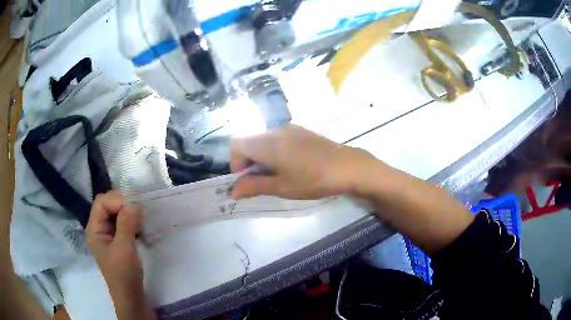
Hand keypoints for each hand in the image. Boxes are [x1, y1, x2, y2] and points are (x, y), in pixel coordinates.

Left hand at [86, 191, 141, 289]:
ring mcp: (108, 235)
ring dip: (129, 212)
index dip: (117, 200)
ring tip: (142, 217)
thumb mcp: (124, 249)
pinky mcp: (118, 241)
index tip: (136, 207)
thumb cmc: (124, 275)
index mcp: (94, 229)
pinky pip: (123, 222)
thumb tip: (136, 202)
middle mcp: (99, 228)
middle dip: (123, 204)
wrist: (131, 298)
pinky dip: (132, 220)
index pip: (101, 203)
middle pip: (108, 205)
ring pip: (116, 213)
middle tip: (140, 210)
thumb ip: (127, 224)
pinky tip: (141, 225)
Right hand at [230, 125, 374, 199]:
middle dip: (248, 162)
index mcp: (267, 144)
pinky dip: (275, 151)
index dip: (235, 163)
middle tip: (261, 181)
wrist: (348, 166)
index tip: (246, 180)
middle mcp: (275, 131)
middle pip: (250, 142)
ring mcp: (290, 129)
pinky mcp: (302, 131)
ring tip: (277, 175)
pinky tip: (291, 165)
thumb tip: (233, 191)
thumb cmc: (313, 180)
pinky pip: (279, 138)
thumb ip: (254, 187)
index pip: (237, 145)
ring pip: (264, 140)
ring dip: (262, 157)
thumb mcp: (282, 187)